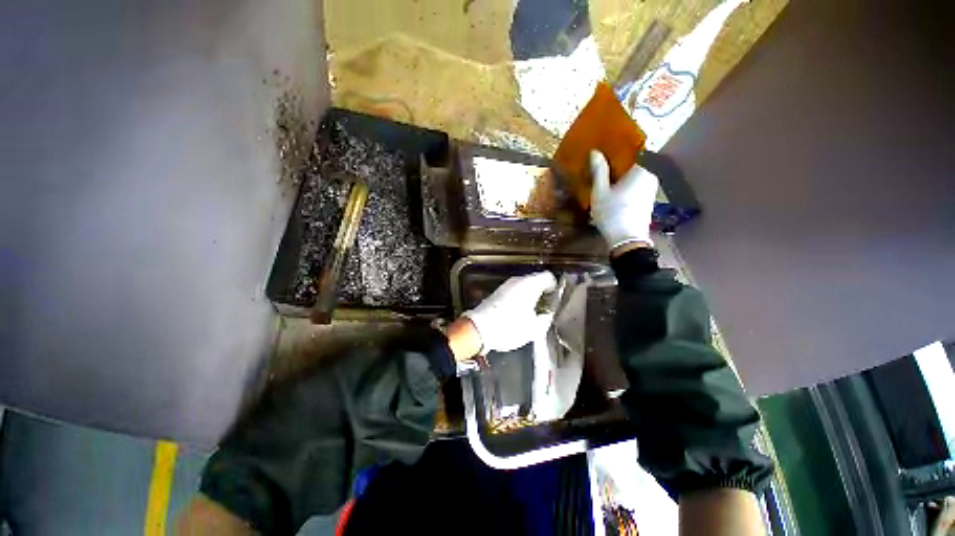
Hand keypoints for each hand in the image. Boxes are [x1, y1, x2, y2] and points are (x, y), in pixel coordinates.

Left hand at [462, 271, 556, 353]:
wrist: (480, 329)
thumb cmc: (509, 327)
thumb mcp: (534, 328)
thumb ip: (546, 319)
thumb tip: (547, 314)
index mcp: (530, 284)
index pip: (548, 276)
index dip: (554, 287)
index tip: (554, 299)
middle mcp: (517, 280)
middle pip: (535, 280)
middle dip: (542, 292)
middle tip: (544, 307)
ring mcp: (506, 285)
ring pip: (523, 286)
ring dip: (529, 295)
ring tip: (531, 312)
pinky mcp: (497, 292)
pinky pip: (513, 291)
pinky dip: (519, 298)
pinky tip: (518, 313)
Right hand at [590, 150, 659, 248]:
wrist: (627, 240)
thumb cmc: (613, 213)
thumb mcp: (600, 192)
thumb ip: (599, 170)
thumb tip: (595, 152)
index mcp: (642, 169)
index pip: (638, 147)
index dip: (624, 142)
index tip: (610, 141)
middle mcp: (651, 175)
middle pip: (638, 159)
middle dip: (622, 157)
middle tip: (604, 155)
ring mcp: (651, 187)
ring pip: (637, 171)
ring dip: (623, 169)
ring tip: (606, 168)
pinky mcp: (647, 197)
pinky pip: (637, 181)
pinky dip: (627, 179)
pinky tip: (614, 184)